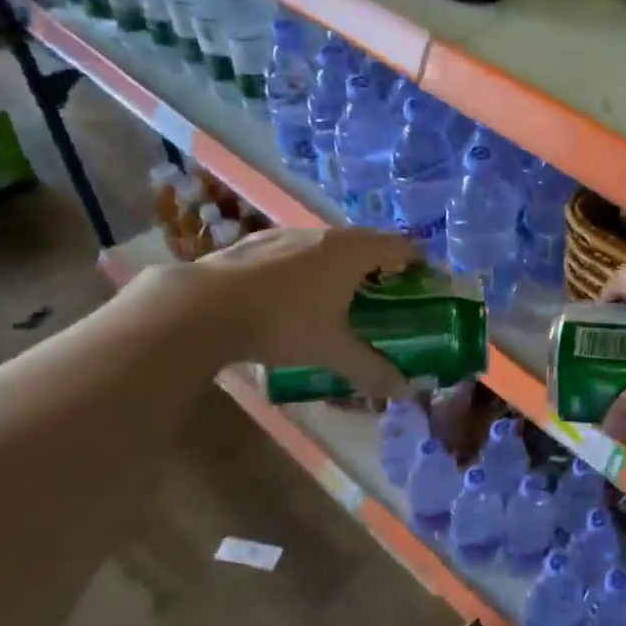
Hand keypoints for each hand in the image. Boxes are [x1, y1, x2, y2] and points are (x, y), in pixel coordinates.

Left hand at [181, 226, 421, 398]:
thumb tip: (404, 391)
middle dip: (380, 263)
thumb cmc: (283, 322)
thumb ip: (370, 369)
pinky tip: (290, 293)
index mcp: (353, 252)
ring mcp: (288, 234)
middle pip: (366, 241)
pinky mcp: (256, 243)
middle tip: (385, 292)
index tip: (422, 279)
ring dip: (342, 263)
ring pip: (328, 244)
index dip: (416, 260)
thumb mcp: (331, 350)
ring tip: (338, 294)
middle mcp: (326, 235)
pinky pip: (296, 249)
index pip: (400, 245)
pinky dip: (306, 266)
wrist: (202, 307)